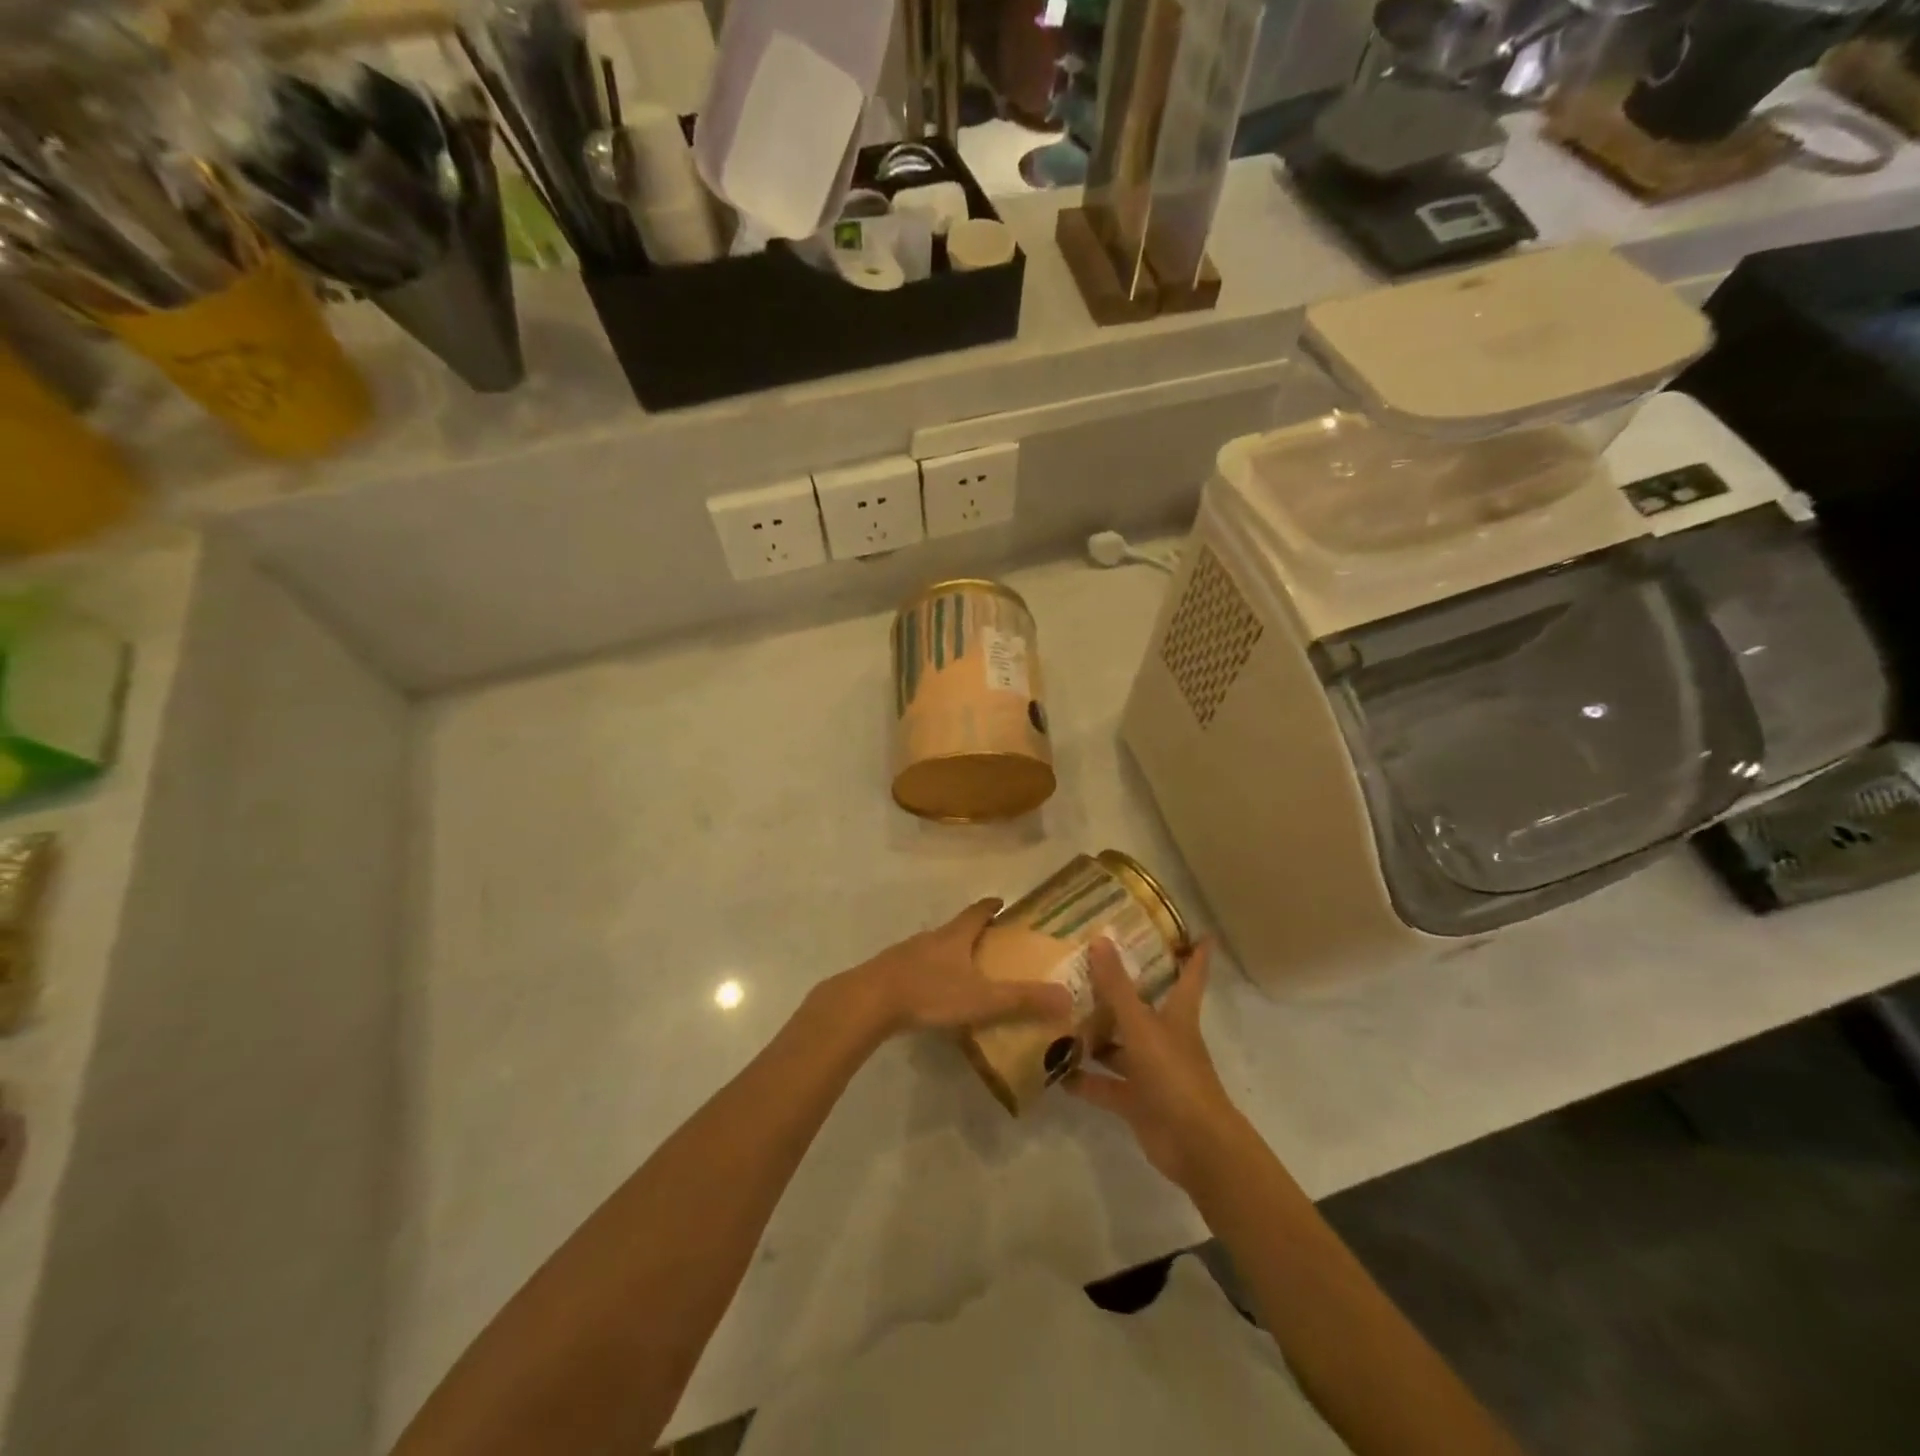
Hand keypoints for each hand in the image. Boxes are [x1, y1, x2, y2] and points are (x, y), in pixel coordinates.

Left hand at [841, 898, 1073, 1038]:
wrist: (869, 1002)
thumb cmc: (929, 992)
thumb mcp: (981, 998)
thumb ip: (1022, 999)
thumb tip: (1067, 997)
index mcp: (954, 936)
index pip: (977, 912)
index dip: (991, 906)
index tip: (1002, 902)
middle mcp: (931, 939)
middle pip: (956, 929)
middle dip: (974, 933)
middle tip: (993, 944)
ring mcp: (906, 954)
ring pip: (934, 949)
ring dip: (951, 955)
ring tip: (967, 972)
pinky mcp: (889, 974)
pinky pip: (916, 969)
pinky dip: (930, 975)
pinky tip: (934, 995)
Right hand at [1067, 938, 1246, 1192]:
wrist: (1194, 1144)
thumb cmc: (1173, 1074)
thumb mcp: (1140, 1025)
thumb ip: (1117, 987)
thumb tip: (1100, 939)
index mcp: (1177, 1016)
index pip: (1190, 976)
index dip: (1196, 955)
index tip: (1201, 934)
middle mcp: (1164, 1038)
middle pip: (1142, 1008)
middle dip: (1119, 991)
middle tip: (1085, 966)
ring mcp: (1150, 1072)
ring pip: (1119, 1047)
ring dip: (1094, 1036)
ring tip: (1058, 1015)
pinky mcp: (1136, 1101)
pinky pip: (1105, 1086)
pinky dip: (1083, 1080)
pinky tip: (1054, 1070)